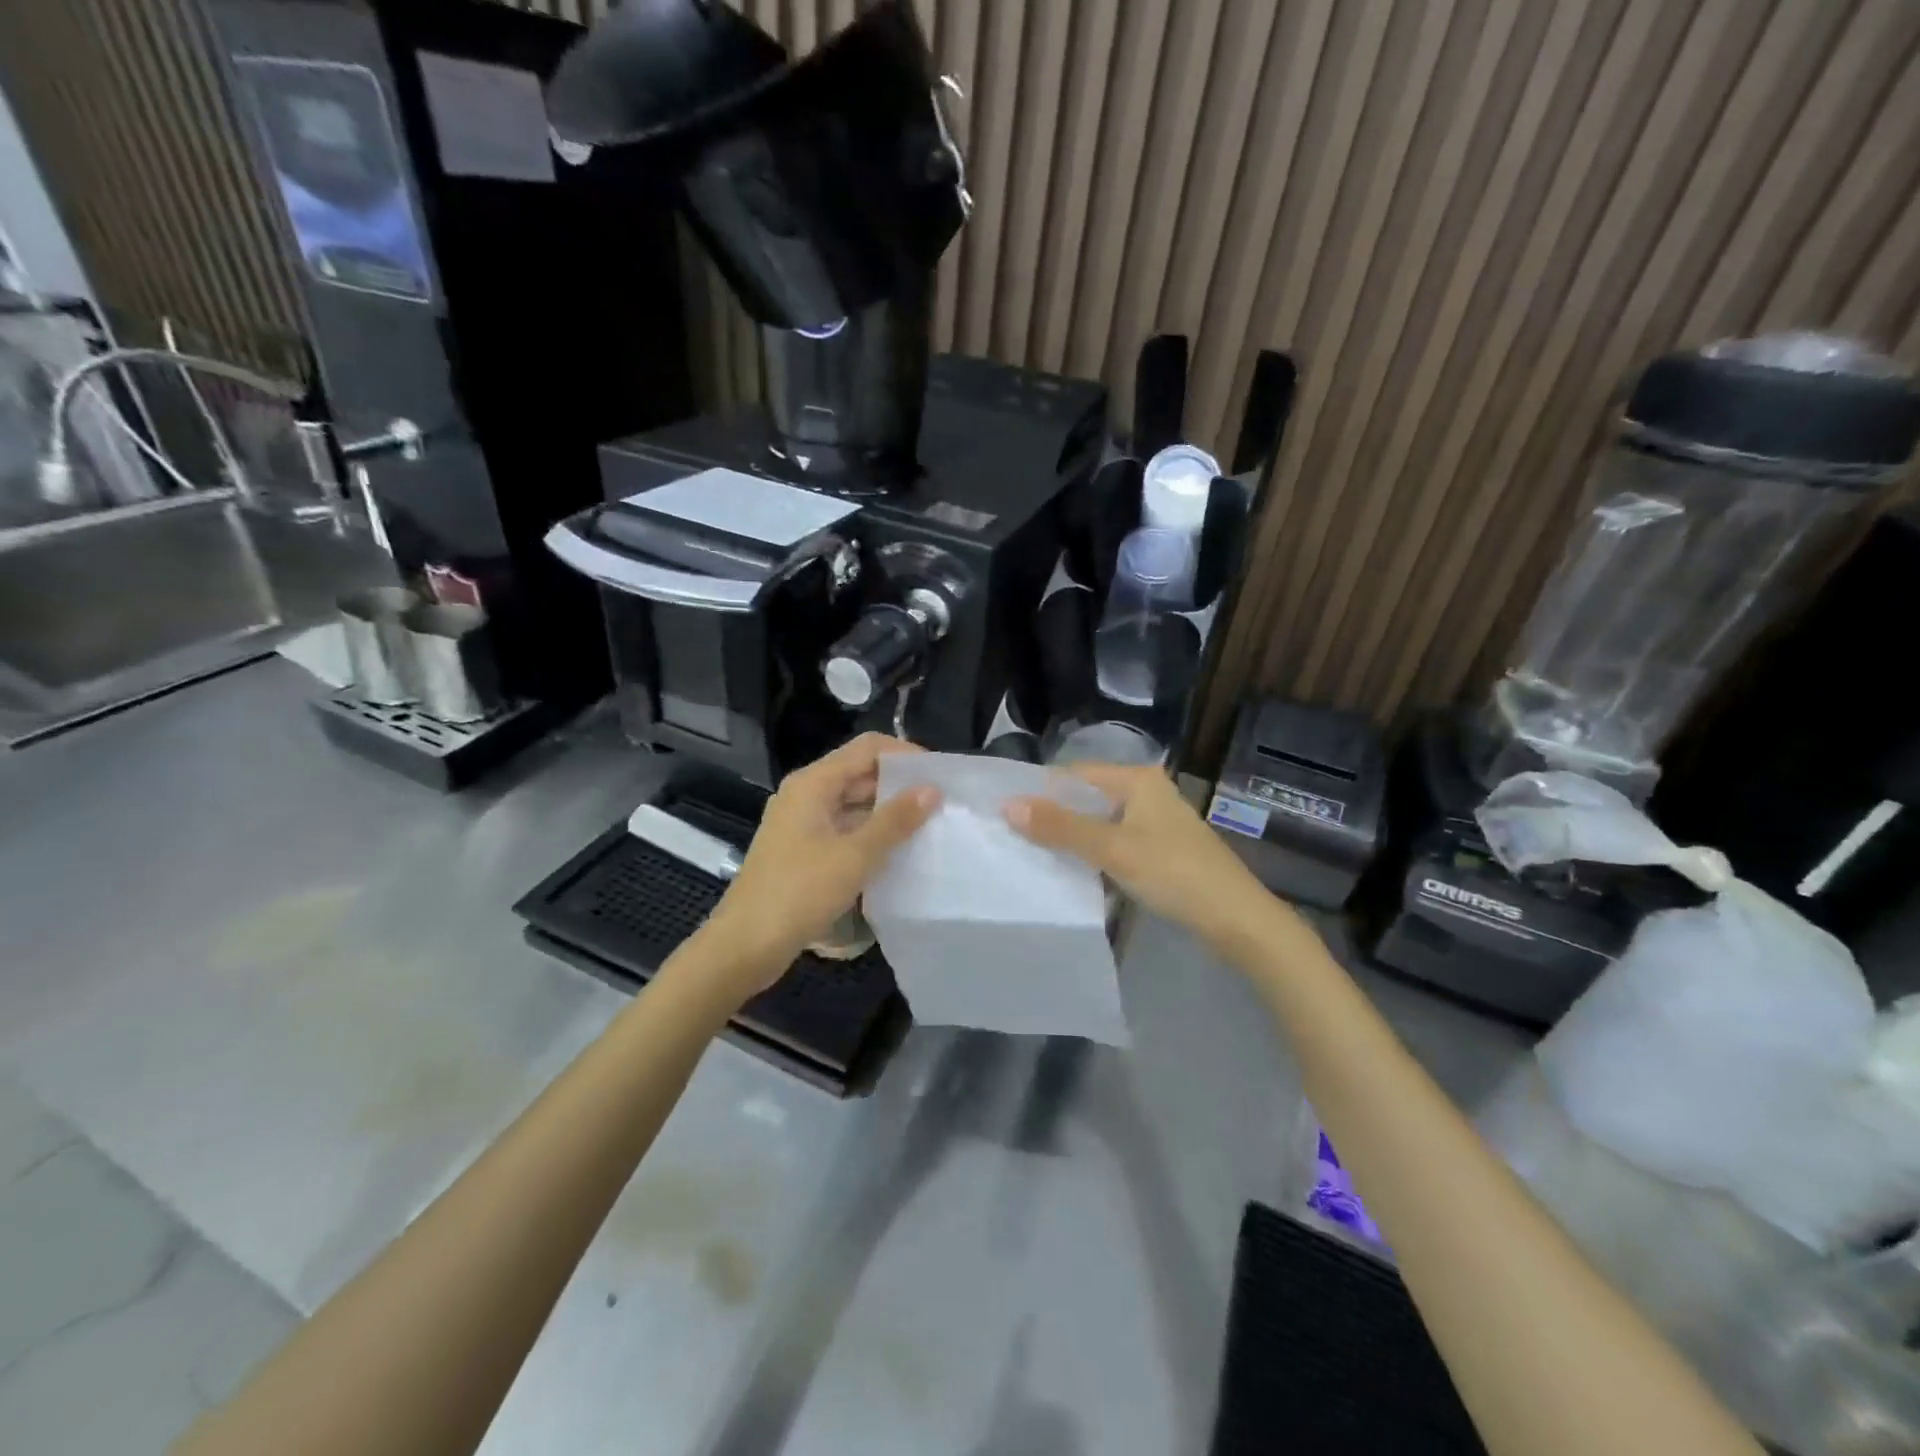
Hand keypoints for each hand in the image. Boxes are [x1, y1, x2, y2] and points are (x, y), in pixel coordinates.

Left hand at [704, 733, 939, 996]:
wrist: (746, 944)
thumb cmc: (800, 892)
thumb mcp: (855, 855)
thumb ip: (895, 820)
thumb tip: (932, 789)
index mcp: (814, 782)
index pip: (868, 748)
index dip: (905, 755)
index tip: (939, 776)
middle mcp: (806, 793)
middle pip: (860, 772)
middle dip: (900, 784)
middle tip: (941, 804)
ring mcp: (802, 822)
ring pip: (853, 802)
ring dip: (887, 811)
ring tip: (928, 826)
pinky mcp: (802, 849)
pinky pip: (843, 827)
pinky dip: (870, 833)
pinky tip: (897, 851)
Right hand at [1006, 763, 1272, 948]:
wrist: (1236, 918)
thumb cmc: (1174, 873)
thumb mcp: (1112, 849)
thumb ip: (1060, 827)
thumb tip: (1008, 805)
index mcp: (1136, 779)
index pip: (1074, 774)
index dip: (1040, 792)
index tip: (1004, 814)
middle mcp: (1145, 791)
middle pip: (1086, 798)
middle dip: (1052, 817)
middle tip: (1011, 837)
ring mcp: (1154, 821)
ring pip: (1099, 822)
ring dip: (1071, 838)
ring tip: (1032, 855)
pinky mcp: (1158, 848)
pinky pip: (1114, 842)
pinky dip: (1092, 853)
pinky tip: (1071, 871)